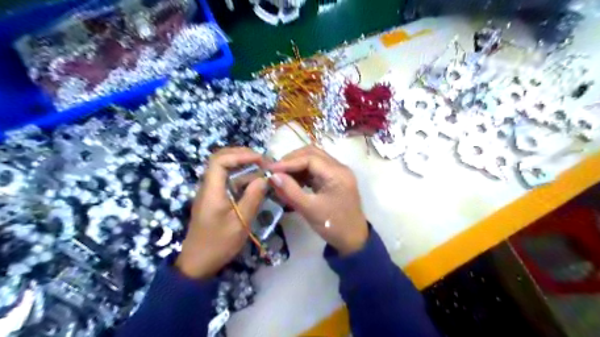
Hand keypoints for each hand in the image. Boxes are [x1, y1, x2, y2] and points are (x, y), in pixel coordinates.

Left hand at [173, 148, 266, 278]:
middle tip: (262, 160)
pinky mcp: (215, 198)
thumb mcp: (240, 223)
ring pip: (224, 169)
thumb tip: (265, 178)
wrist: (198, 263)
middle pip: (220, 159)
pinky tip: (255, 182)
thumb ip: (253, 198)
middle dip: (242, 155)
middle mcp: (208, 186)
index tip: (261, 160)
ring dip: (243, 164)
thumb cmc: (218, 244)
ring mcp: (211, 192)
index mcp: (211, 190)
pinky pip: (228, 180)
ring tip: (262, 168)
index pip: (220, 160)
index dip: (241, 155)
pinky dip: (242, 176)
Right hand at [269, 145, 368, 255]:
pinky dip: (303, 173)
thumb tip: (272, 176)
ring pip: (314, 160)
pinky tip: (292, 181)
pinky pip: (316, 169)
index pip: (310, 158)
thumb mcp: (309, 210)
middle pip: (312, 153)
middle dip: (292, 160)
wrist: (353, 240)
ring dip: (297, 165)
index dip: (288, 162)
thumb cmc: (333, 226)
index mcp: (337, 173)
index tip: (270, 170)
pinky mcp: (334, 179)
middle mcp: (339, 168)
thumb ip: (290, 191)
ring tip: (281, 176)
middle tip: (275, 171)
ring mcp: (338, 173)